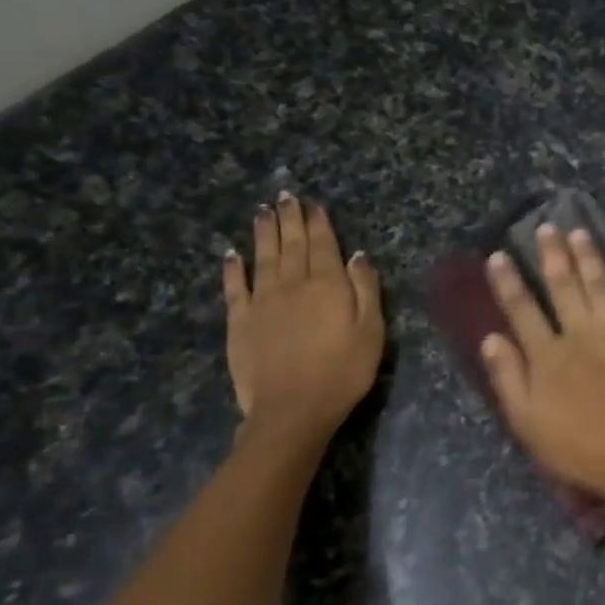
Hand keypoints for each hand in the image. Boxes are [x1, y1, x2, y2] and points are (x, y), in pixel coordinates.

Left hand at [222, 194, 383, 438]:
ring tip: (262, 211)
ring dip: (263, 232)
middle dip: (290, 218)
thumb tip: (358, 255)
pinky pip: (235, 286)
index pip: (324, 245)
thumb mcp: (371, 331)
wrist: (292, 409)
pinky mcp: (239, 321)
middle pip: (291, 244)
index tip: (314, 204)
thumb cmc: (343, 372)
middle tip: (285, 196)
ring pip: (263, 257)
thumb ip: (365, 289)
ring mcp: (262, 301)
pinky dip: (233, 267)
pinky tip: (232, 254)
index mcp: (328, 285)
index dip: (319, 223)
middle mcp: (293, 283)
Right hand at [480, 225, 604, 497]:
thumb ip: (507, 377)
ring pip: (600, 285)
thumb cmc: (577, 446)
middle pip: (563, 286)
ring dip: (588, 257)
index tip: (499, 256)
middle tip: (547, 227)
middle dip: (552, 255)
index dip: (508, 282)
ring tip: (579, 232)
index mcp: (547, 354)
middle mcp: (580, 333)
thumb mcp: (527, 421)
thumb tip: (491, 338)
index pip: (522, 309)